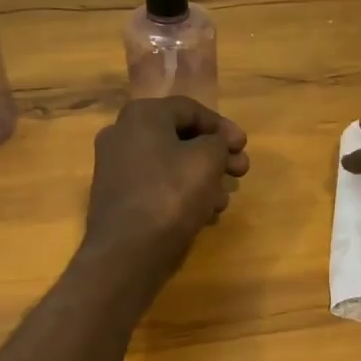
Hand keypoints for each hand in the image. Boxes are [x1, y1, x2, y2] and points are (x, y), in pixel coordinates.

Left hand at [84, 97, 249, 279]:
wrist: (128, 251)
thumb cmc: (171, 194)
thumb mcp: (207, 160)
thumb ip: (218, 143)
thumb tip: (214, 144)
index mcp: (142, 116)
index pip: (190, 109)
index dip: (222, 126)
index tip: (244, 146)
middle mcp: (123, 135)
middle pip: (180, 138)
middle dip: (216, 155)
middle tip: (241, 171)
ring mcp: (117, 168)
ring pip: (171, 165)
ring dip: (203, 177)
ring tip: (225, 199)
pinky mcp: (119, 199)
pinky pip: (158, 186)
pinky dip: (183, 194)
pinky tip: (205, 214)